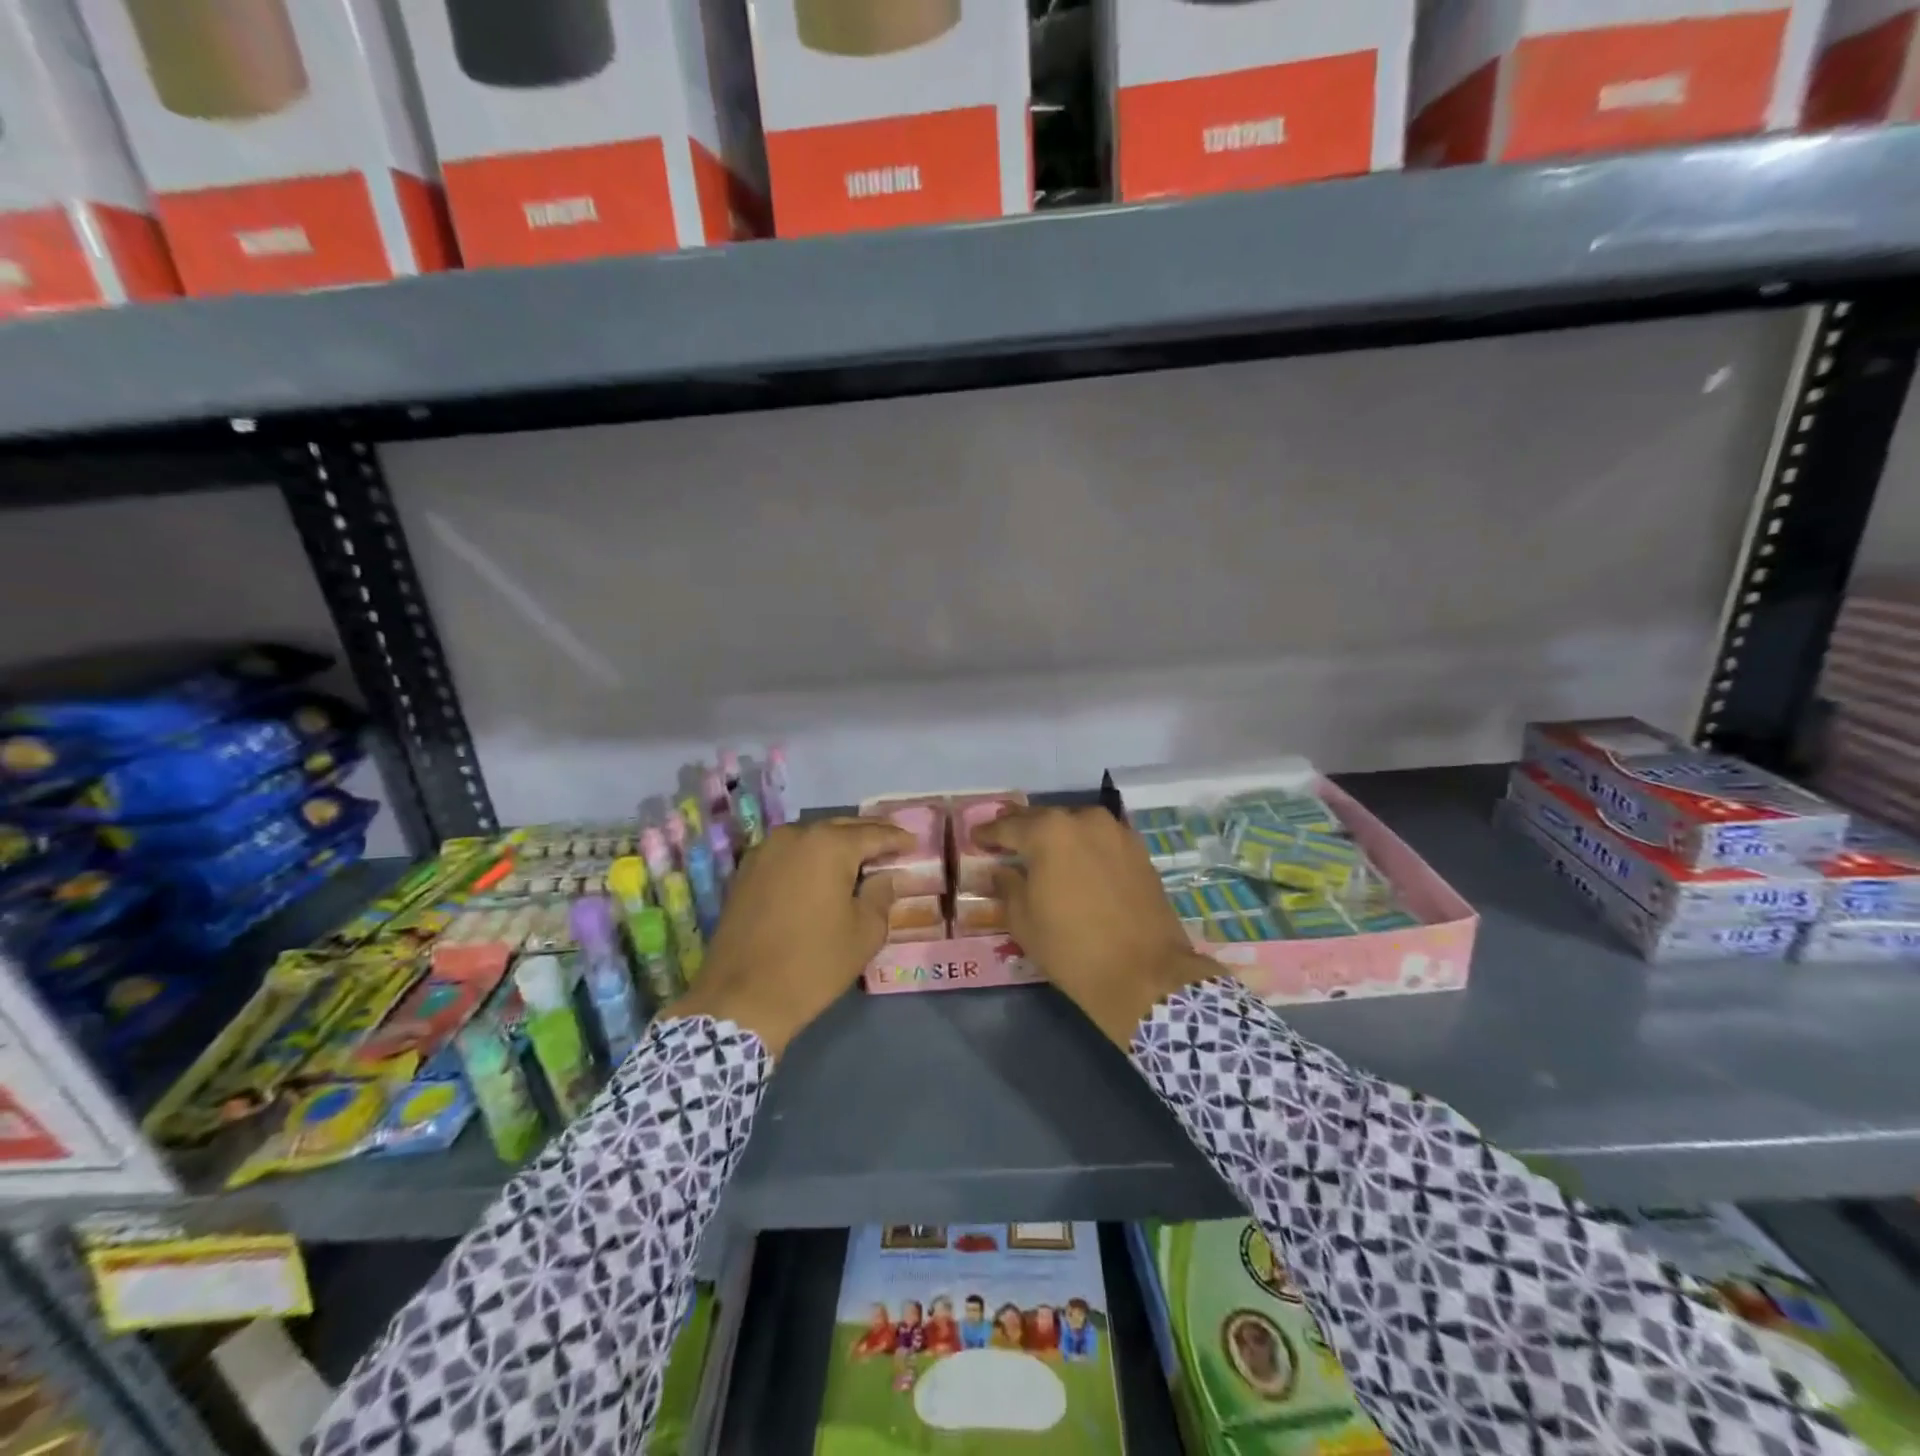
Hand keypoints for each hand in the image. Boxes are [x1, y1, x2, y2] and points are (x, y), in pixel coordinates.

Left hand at [667, 818, 909, 1055]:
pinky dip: (809, 857)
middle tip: (890, 843)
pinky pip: (789, 854)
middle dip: (867, 835)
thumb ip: (881, 896)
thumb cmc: (813, 964)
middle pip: (840, 828)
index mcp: (829, 845)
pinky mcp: (746, 871)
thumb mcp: (864, 933)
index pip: (873, 834)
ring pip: (811, 838)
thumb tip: (884, 876)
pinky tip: (821, 873)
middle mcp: (795, 836)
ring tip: (858, 857)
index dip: (897, 839)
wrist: (742, 997)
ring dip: (836, 844)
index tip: (914, 843)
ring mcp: (765, 851)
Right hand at [976, 806, 1215, 1046]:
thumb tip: (1001, 871)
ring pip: (1075, 826)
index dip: (988, 834)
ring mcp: (1116, 832)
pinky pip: (1100, 840)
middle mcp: (1083, 820)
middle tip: (1005, 842)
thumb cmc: (1072, 948)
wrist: (1145, 974)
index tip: (975, 839)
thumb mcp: (1024, 921)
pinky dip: (1084, 847)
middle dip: (1022, 830)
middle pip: (1043, 819)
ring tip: (1042, 853)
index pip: (1008, 826)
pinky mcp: (1139, 850)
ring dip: (1056, 836)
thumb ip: (1007, 886)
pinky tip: (1076, 864)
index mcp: (1048, 832)